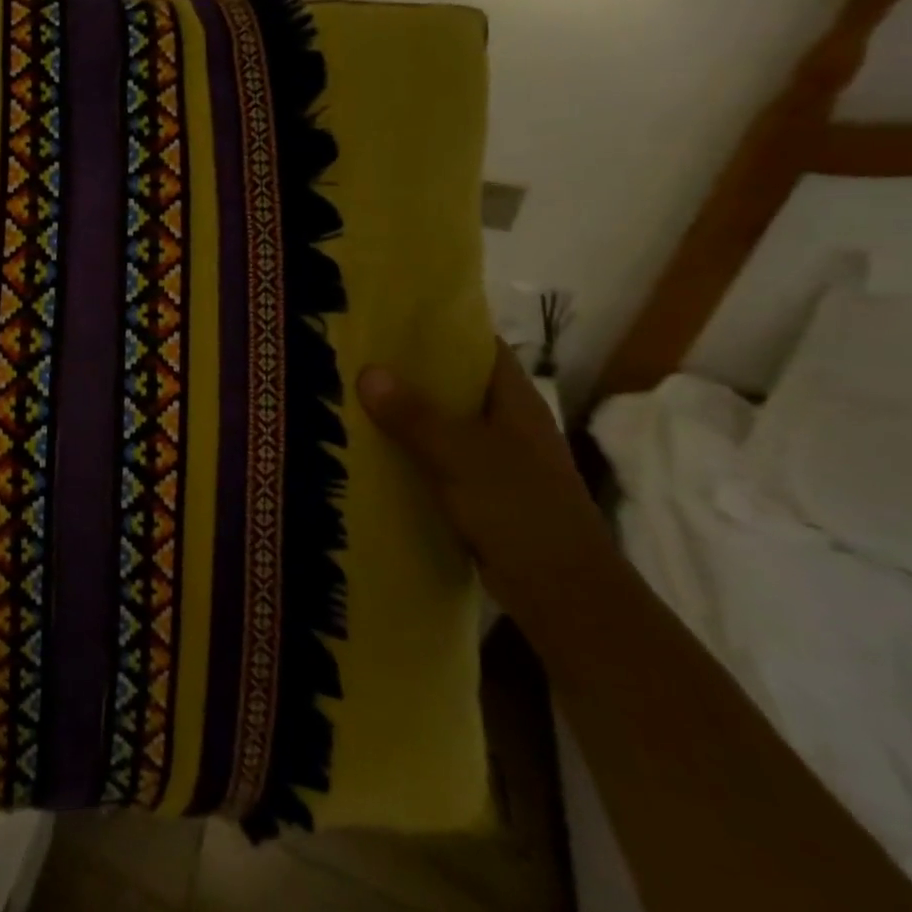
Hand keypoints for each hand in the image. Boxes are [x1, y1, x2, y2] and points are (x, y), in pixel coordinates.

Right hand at [357, 342, 611, 629]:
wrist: (562, 593)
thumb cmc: (520, 510)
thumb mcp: (461, 456)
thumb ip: (414, 415)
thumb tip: (367, 370)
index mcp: (515, 403)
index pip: (480, 349)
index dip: (442, 329)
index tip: (391, 318)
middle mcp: (507, 425)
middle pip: (455, 385)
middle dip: (409, 372)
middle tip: (354, 356)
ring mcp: (495, 462)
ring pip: (443, 425)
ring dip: (404, 415)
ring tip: (350, 397)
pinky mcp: (481, 494)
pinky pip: (437, 460)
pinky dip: (409, 452)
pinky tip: (370, 452)